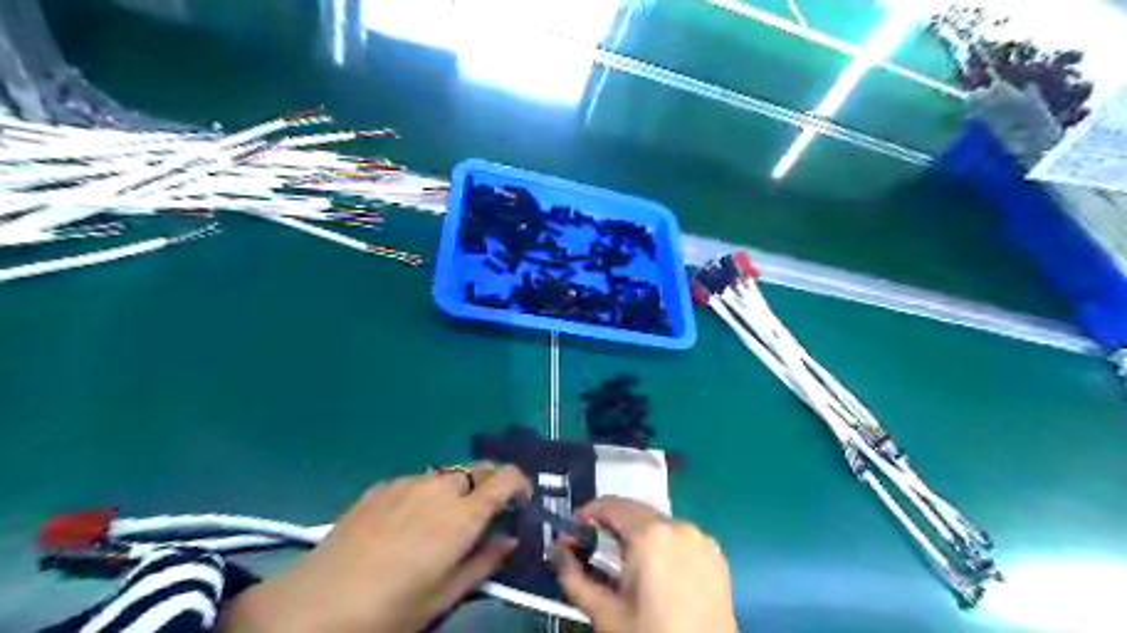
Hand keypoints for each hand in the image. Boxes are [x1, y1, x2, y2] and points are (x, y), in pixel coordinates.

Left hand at [224, 465, 534, 631]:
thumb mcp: (444, 597)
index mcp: (462, 515)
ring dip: (459, 489)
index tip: (521, 503)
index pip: (505, 478)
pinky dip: (428, 492)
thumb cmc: (389, 609)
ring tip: (445, 520)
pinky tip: (408, 521)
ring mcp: (407, 483)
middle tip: (486, 514)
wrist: (313, 605)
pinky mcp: (381, 486)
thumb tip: (510, 540)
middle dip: (490, 484)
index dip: (520, 484)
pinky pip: (418, 481)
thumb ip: (484, 562)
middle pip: (478, 469)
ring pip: (448, 474)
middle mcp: (439, 488)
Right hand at [555, 496, 740, 628]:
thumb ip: (574, 577)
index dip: (588, 514)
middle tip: (593, 550)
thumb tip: (557, 552)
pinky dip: (662, 545)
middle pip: (635, 511)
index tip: (573, 532)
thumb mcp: (605, 614)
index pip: (611, 505)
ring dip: (637, 534)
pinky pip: (680, 538)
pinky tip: (656, 572)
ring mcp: (701, 538)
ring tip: (625, 565)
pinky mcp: (716, 554)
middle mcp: (679, 525)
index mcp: (651, 534)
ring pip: (658, 523)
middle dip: (611, 525)